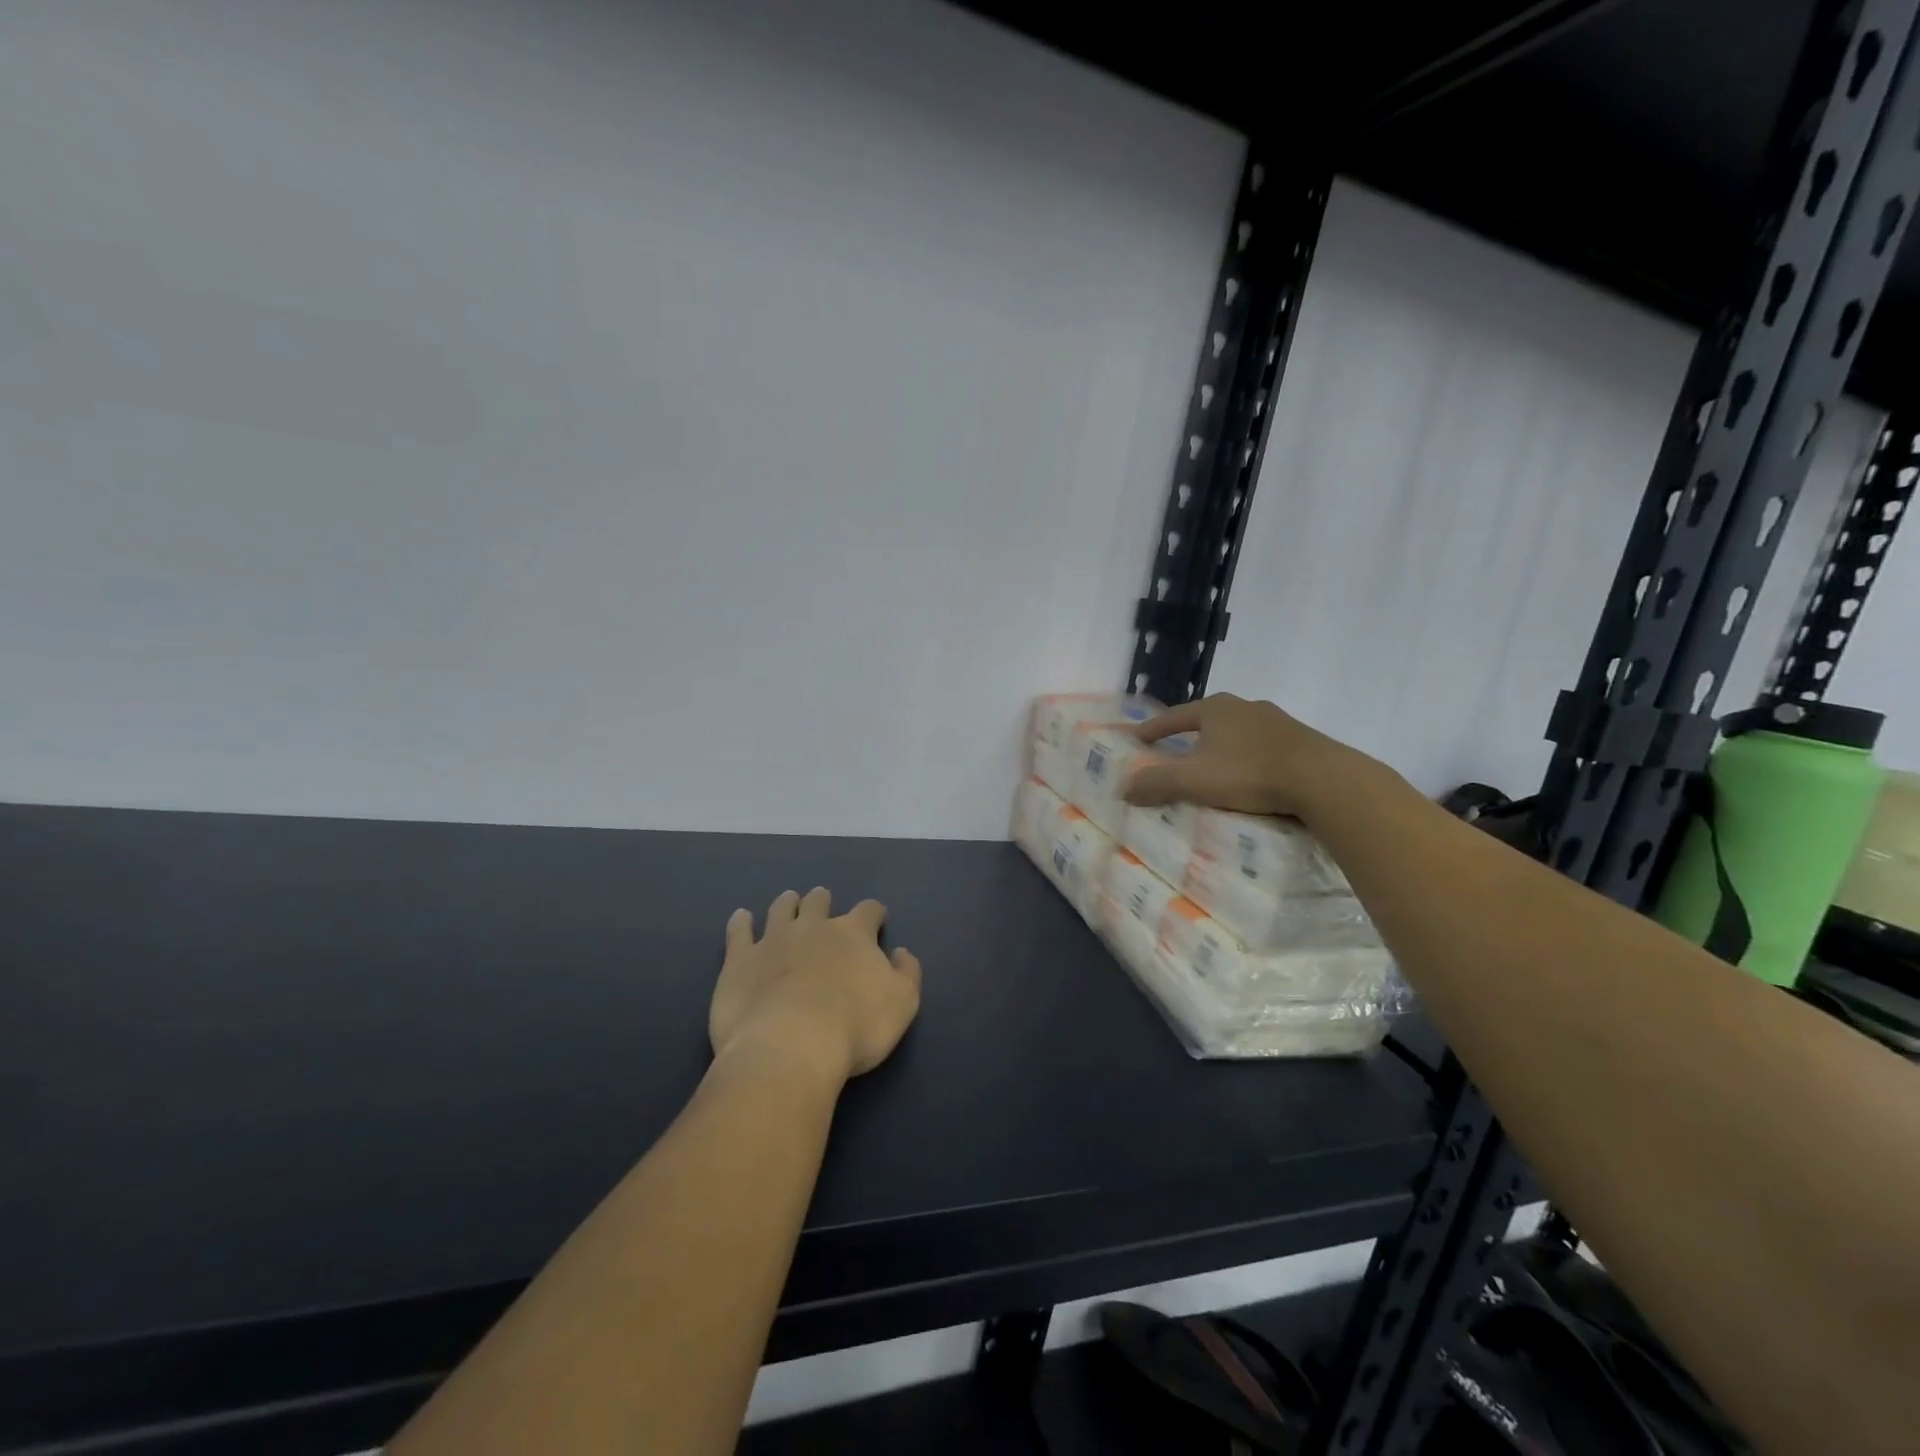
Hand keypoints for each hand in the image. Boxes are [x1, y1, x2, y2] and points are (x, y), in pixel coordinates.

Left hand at [710, 888, 921, 1083]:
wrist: (789, 1046)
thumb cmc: (855, 1027)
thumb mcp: (902, 1003)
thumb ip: (907, 972)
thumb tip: (900, 952)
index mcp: (854, 933)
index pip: (869, 911)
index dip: (874, 914)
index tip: (877, 921)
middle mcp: (814, 926)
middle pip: (819, 902)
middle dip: (823, 901)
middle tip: (823, 904)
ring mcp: (773, 939)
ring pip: (781, 908)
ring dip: (788, 903)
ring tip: (789, 901)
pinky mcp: (740, 960)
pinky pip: (739, 931)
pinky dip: (740, 922)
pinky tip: (741, 917)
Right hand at [1123, 692, 1375, 822]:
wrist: (1322, 779)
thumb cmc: (1249, 773)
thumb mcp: (1194, 781)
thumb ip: (1156, 783)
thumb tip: (1123, 789)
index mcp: (1215, 708)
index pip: (1174, 717)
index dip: (1154, 729)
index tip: (1137, 738)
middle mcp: (1245, 706)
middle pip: (1208, 720)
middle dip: (1190, 736)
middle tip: (1175, 752)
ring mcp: (1277, 721)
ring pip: (1238, 733)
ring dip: (1223, 747)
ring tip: (1213, 767)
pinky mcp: (1301, 740)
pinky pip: (1263, 747)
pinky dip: (1248, 759)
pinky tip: (1250, 776)